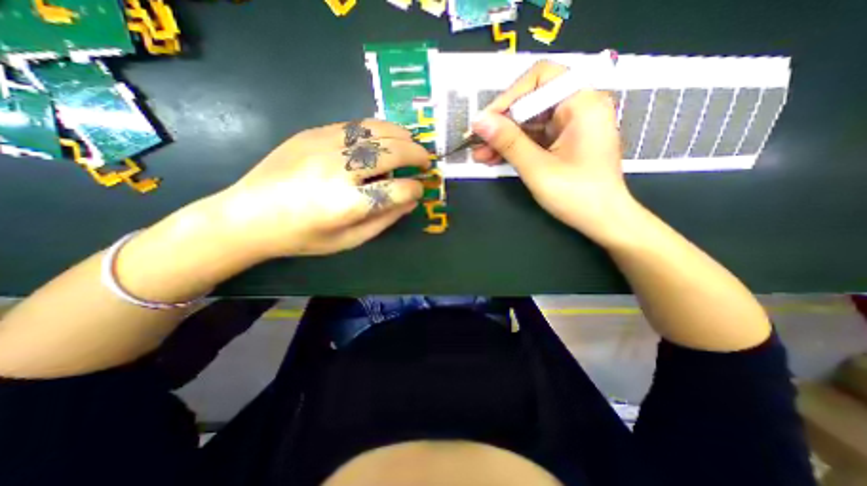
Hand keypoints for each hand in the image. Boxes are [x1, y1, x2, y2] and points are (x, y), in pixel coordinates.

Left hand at [207, 117, 428, 257]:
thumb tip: (411, 200)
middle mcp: (338, 170)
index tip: (419, 189)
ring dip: (401, 136)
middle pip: (391, 153)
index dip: (415, 188)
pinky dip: (378, 128)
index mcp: (347, 204)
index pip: (398, 190)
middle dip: (416, 155)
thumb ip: (384, 220)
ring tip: (411, 143)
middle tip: (426, 161)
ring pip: (376, 131)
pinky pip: (355, 124)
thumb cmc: (303, 237)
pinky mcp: (312, 133)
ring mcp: (323, 146)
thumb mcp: (349, 240)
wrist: (247, 215)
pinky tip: (385, 136)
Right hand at [471, 60, 639, 241]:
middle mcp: (578, 107)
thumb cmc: (577, 195)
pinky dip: (514, 147)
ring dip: (503, 138)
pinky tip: (494, 158)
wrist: (603, 220)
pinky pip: (534, 137)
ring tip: (479, 155)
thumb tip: (478, 121)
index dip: (509, 97)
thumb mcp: (537, 168)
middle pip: (531, 102)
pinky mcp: (563, 142)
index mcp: (582, 103)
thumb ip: (508, 142)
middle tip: (476, 142)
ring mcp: (570, 125)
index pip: (540, 79)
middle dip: (501, 123)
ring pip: (529, 122)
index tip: (486, 121)